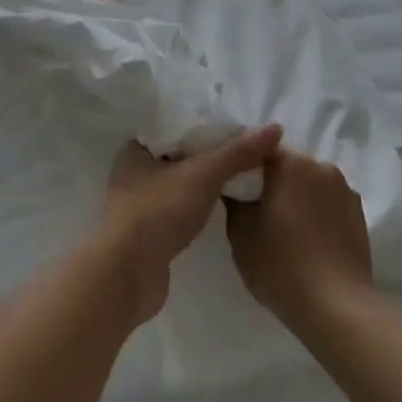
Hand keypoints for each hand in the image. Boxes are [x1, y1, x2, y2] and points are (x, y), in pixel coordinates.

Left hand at [97, 126, 282, 324]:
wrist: (127, 275)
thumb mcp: (203, 174)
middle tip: (246, 153)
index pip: (175, 128)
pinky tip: (220, 208)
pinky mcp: (148, 234)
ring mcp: (139, 206)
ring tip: (240, 178)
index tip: (238, 129)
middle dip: (209, 156)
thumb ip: (238, 153)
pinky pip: (178, 211)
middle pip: (179, 156)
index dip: (206, 127)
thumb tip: (275, 128)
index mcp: (135, 150)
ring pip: (179, 185)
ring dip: (204, 184)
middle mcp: (133, 174)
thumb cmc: (158, 212)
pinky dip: (197, 207)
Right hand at [226, 151, 373, 332]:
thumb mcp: (241, 235)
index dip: (245, 167)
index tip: (237, 188)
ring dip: (297, 195)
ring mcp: (344, 189)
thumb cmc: (281, 266)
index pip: (259, 151)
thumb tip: (235, 188)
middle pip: (288, 165)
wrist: (336, 306)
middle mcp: (320, 166)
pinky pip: (328, 201)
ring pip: (310, 183)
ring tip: (286, 226)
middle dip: (273, 181)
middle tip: (258, 209)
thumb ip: (235, 202)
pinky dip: (316, 211)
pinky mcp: (359, 212)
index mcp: (290, 164)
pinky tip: (309, 238)